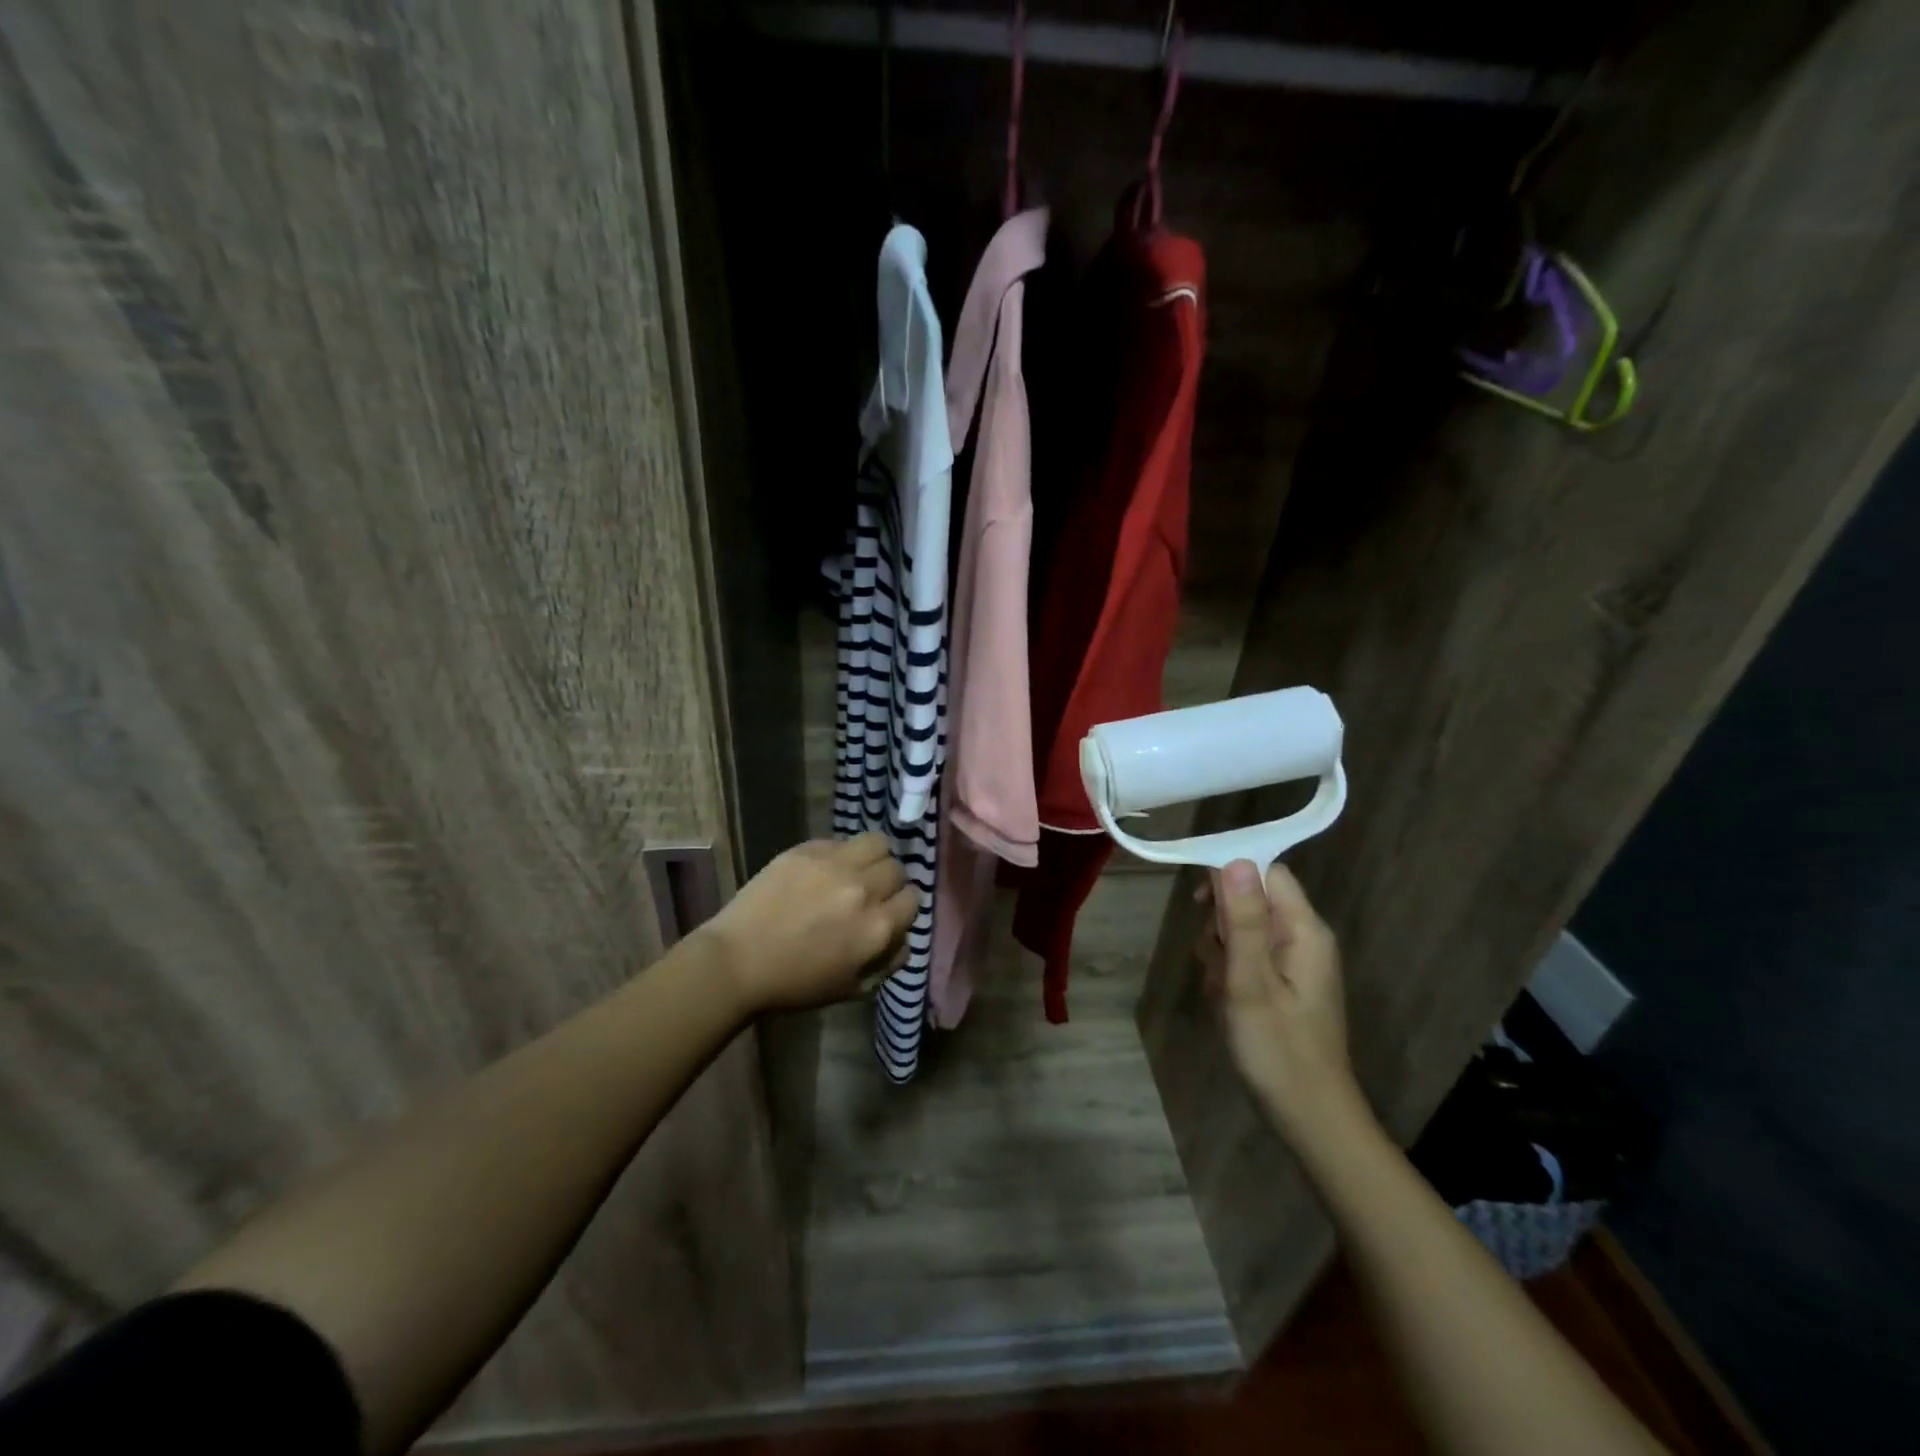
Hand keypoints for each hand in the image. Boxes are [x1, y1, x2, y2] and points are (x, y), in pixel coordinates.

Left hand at [699, 833, 916, 1014]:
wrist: (738, 961)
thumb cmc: (796, 983)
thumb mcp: (854, 988)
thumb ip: (889, 961)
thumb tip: (903, 936)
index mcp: (878, 927)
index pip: (913, 899)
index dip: (901, 907)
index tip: (887, 912)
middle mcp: (864, 890)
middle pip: (897, 869)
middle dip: (888, 882)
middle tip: (869, 893)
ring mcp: (835, 865)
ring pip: (877, 843)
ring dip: (873, 857)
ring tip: (856, 870)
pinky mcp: (808, 849)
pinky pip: (841, 841)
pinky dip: (841, 854)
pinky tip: (824, 870)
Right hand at [1196, 860, 1367, 1145]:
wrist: (1309, 1117)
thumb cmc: (1278, 1050)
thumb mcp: (1251, 983)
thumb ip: (1243, 921)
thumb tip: (1235, 860)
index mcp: (1304, 930)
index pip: (1267, 872)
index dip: (1230, 875)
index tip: (1200, 902)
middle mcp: (1303, 938)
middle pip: (1250, 899)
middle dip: (1222, 923)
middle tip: (1217, 964)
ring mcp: (1293, 962)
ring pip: (1241, 929)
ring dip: (1220, 952)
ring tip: (1221, 990)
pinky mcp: (1282, 983)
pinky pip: (1246, 957)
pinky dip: (1228, 972)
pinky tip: (1225, 1001)